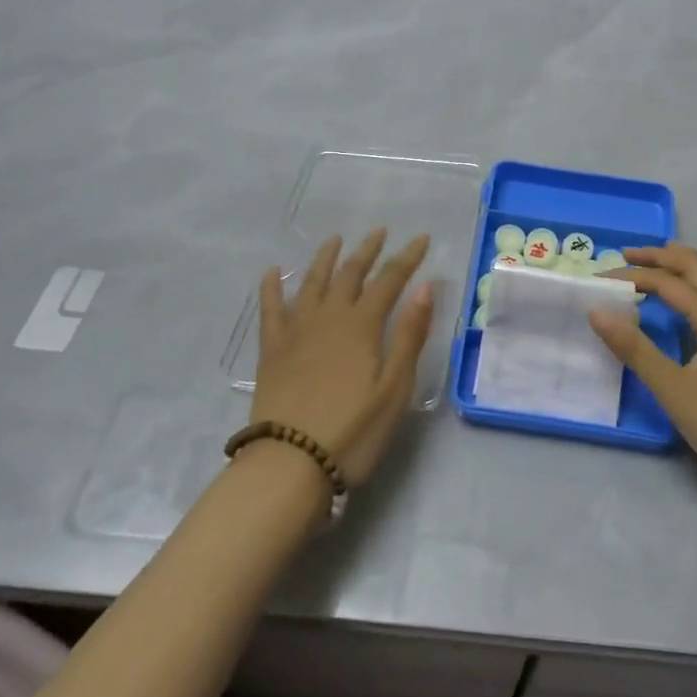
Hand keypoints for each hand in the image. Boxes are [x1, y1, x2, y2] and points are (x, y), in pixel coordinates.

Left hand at [252, 230, 435, 486]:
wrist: (289, 464)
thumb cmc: (352, 431)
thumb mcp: (395, 388)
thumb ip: (409, 334)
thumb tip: (425, 286)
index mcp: (362, 325)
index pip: (390, 279)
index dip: (407, 257)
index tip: (421, 238)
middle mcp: (329, 317)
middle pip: (350, 273)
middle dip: (367, 250)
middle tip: (379, 232)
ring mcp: (296, 331)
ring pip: (312, 282)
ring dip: (326, 258)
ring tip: (335, 239)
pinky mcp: (272, 350)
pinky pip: (271, 309)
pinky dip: (272, 287)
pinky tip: (273, 272)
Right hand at [591, 243, 696, 508]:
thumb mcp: (672, 389)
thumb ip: (634, 348)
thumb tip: (597, 311)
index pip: (667, 281)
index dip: (632, 275)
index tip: (600, 279)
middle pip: (695, 265)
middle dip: (660, 255)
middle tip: (626, 256)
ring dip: (683, 263)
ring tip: (657, 265)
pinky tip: (691, 299)